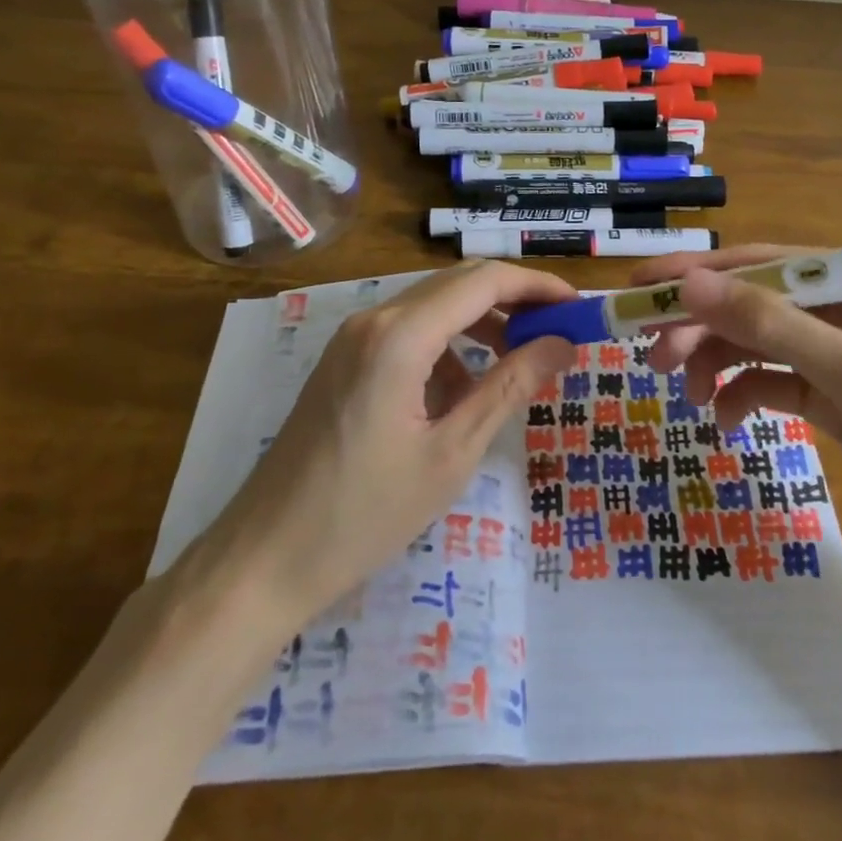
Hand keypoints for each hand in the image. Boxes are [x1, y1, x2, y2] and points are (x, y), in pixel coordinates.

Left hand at [199, 262, 578, 617]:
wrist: (263, 559)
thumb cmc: (365, 514)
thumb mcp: (452, 453)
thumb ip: (510, 387)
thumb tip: (563, 344)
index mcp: (400, 335)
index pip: (484, 281)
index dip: (537, 286)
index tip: (578, 307)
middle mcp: (373, 319)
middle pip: (458, 284)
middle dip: (513, 302)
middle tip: (558, 333)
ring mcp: (352, 338)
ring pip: (433, 307)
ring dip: (480, 325)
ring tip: (517, 366)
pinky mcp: (343, 361)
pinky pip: (407, 334)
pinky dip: (446, 348)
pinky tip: (461, 394)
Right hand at [635, 245, 841, 589]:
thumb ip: (766, 323)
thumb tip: (688, 284)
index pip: (758, 263)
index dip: (695, 275)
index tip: (638, 289)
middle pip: (752, 304)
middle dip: (702, 327)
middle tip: (654, 357)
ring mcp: (839, 352)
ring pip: (758, 344)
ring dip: (719, 363)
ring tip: (690, 394)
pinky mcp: (837, 396)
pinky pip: (774, 383)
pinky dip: (746, 397)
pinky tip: (728, 421)